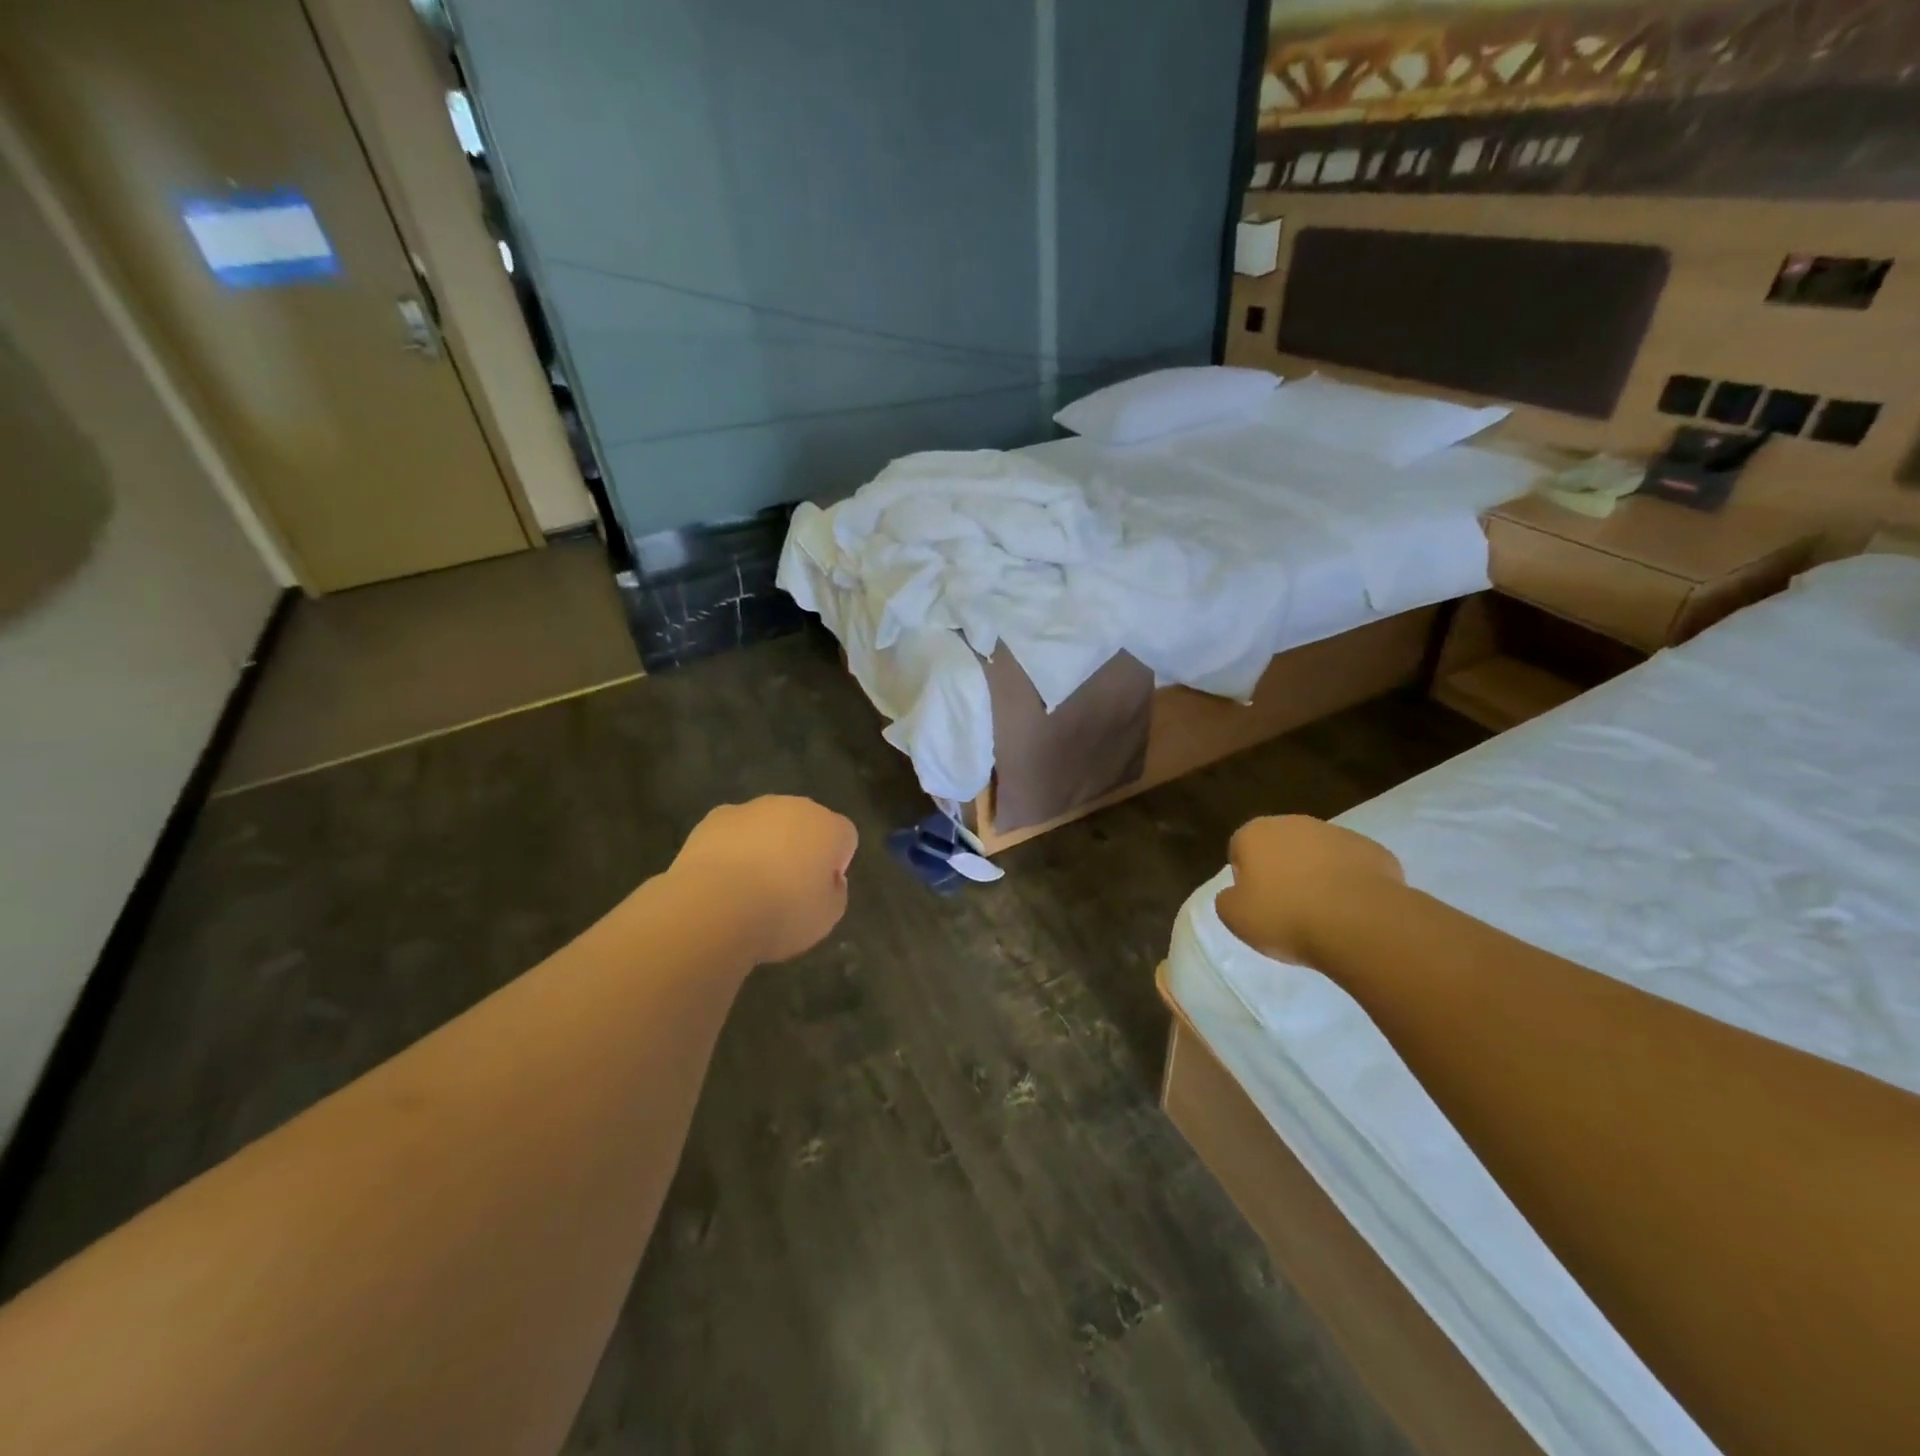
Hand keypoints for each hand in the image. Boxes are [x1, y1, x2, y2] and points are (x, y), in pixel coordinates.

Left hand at [667, 797, 858, 963]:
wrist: (714, 907)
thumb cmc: (782, 913)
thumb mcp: (827, 917)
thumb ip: (835, 892)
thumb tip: (828, 879)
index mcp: (829, 827)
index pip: (845, 838)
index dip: (836, 864)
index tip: (819, 890)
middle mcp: (795, 807)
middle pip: (807, 824)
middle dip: (801, 848)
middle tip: (787, 887)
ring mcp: (753, 808)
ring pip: (769, 823)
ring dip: (766, 845)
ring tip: (750, 886)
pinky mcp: (717, 817)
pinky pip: (735, 830)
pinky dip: (733, 847)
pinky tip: (722, 878)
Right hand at [1214, 816, 1403, 965]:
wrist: (1360, 923)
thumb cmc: (1286, 917)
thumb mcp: (1235, 918)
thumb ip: (1228, 899)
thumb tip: (1237, 893)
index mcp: (1255, 833)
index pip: (1239, 848)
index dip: (1245, 877)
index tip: (1256, 904)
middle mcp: (1295, 823)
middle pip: (1280, 847)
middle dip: (1282, 871)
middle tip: (1287, 908)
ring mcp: (1338, 834)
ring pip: (1318, 854)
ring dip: (1317, 875)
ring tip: (1323, 914)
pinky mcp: (1374, 851)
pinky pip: (1353, 867)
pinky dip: (1350, 884)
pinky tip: (1352, 912)